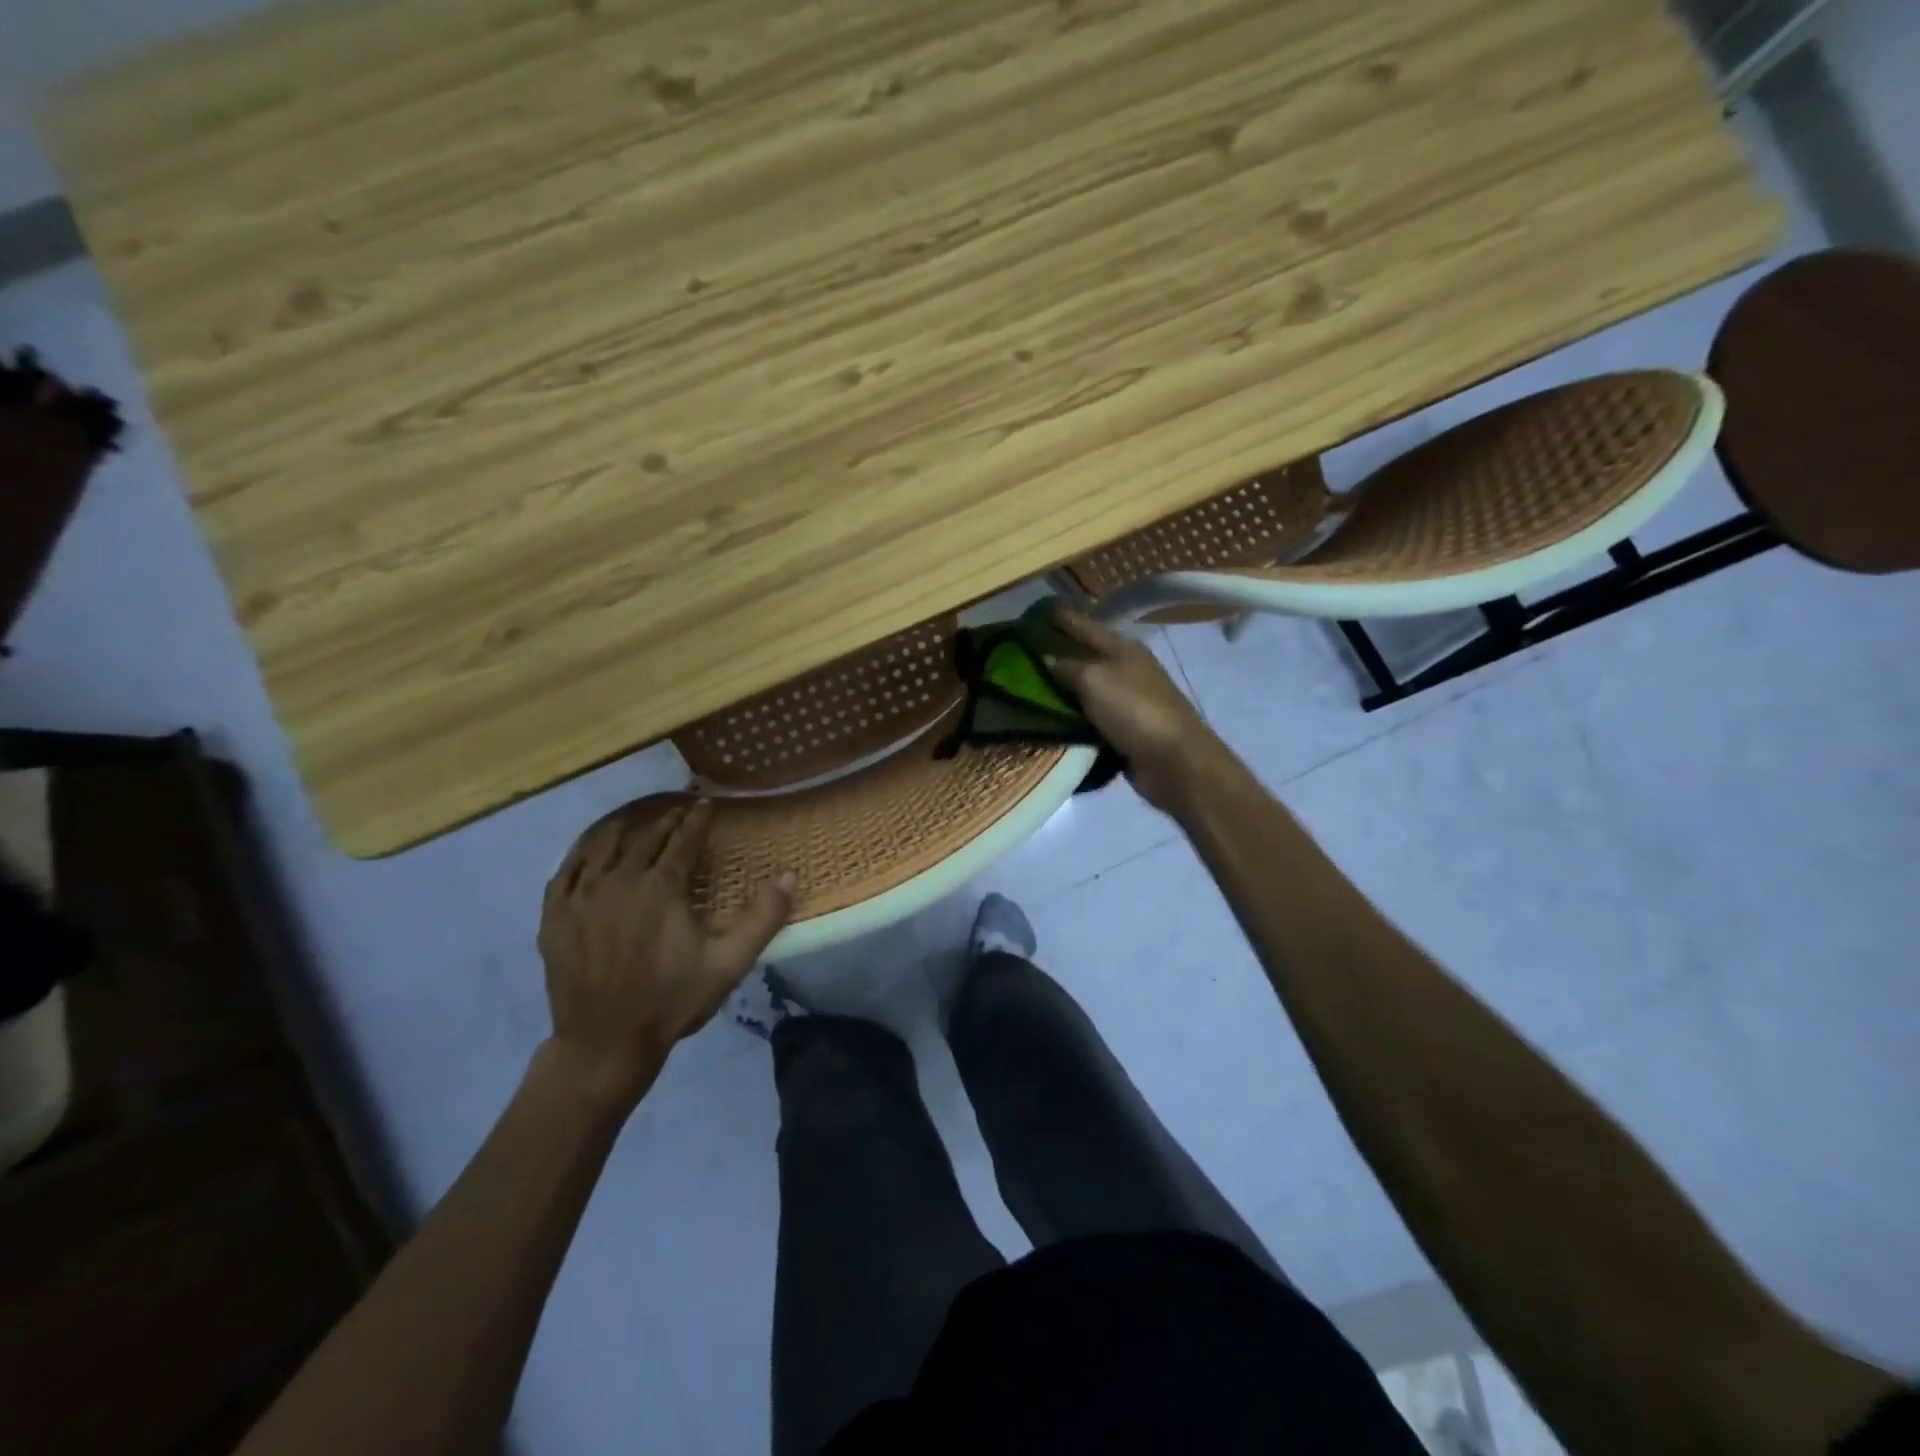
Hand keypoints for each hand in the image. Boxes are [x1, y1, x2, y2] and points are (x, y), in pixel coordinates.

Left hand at [537, 800, 792, 1109]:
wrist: (604, 1044)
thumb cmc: (671, 1001)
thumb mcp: (728, 963)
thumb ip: (762, 918)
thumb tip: (789, 876)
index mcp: (660, 888)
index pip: (682, 841)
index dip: (697, 820)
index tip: (706, 804)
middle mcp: (618, 882)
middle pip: (644, 839)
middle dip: (665, 822)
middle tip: (678, 811)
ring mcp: (580, 898)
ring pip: (602, 848)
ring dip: (623, 831)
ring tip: (635, 823)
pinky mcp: (555, 918)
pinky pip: (566, 872)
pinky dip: (582, 855)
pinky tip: (589, 853)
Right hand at [1046, 609, 1229, 814]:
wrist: (1173, 760)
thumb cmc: (1134, 711)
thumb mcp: (1093, 680)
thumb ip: (1067, 667)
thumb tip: (1046, 660)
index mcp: (1123, 649)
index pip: (1087, 627)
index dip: (1065, 619)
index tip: (1041, 611)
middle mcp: (1128, 670)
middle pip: (1088, 657)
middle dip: (1060, 654)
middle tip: (1025, 653)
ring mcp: (1129, 701)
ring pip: (1088, 689)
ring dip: (1065, 689)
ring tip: (1030, 688)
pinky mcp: (1127, 730)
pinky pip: (1091, 718)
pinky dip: (1074, 718)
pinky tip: (1051, 719)